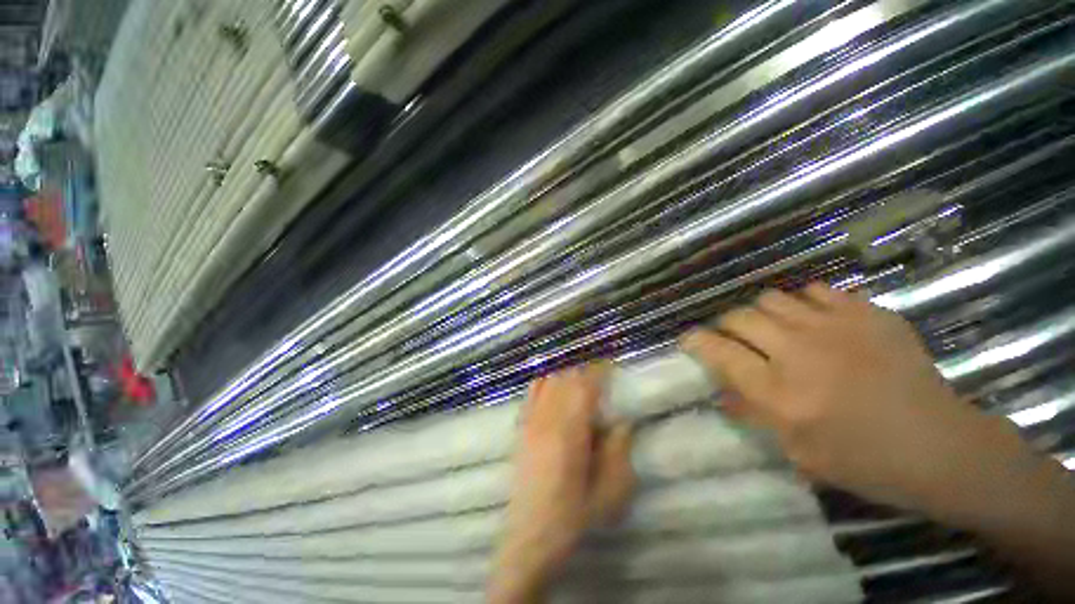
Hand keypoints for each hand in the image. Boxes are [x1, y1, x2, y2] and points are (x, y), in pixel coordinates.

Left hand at [488, 365, 633, 603]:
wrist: (529, 538)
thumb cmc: (572, 518)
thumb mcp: (608, 493)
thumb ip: (617, 452)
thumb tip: (623, 422)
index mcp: (570, 434)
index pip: (584, 388)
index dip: (598, 371)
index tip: (610, 363)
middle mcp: (547, 420)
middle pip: (566, 379)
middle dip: (584, 368)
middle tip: (599, 368)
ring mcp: (531, 422)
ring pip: (548, 382)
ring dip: (566, 372)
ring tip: (580, 372)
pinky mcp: (521, 428)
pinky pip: (531, 393)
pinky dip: (544, 380)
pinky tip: (552, 378)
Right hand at [681, 283, 1074, 599]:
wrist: (942, 448)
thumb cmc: (865, 462)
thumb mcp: (798, 453)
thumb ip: (754, 414)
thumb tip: (722, 391)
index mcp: (781, 393)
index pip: (719, 352)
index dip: (695, 341)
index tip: (688, 339)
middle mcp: (800, 353)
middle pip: (740, 317)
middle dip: (726, 325)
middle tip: (733, 338)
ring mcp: (836, 327)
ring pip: (771, 299)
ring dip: (761, 313)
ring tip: (771, 329)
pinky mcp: (868, 314)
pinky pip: (815, 291)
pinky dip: (802, 303)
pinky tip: (811, 320)